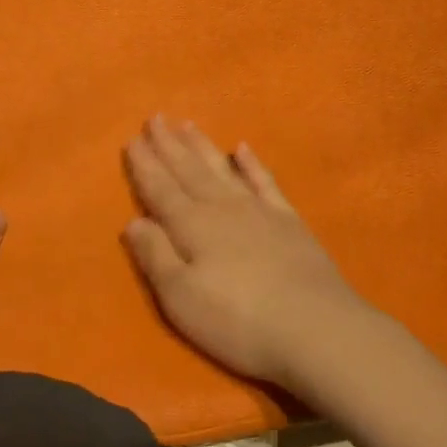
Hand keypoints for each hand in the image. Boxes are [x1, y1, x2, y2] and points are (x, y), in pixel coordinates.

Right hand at [122, 116, 372, 389]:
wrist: (315, 328)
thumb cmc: (237, 320)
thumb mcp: (181, 297)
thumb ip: (155, 255)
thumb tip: (133, 220)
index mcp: (192, 226)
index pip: (160, 189)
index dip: (144, 166)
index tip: (131, 140)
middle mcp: (222, 208)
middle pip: (189, 171)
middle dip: (169, 145)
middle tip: (155, 118)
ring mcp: (259, 211)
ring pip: (223, 169)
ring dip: (202, 147)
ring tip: (187, 125)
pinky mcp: (289, 222)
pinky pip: (265, 182)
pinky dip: (252, 164)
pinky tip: (243, 149)